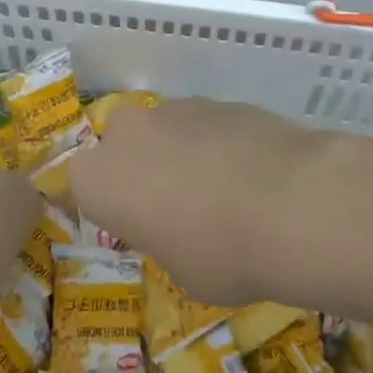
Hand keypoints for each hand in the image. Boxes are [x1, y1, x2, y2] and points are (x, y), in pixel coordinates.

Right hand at [70, 98, 323, 306]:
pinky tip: (252, 172)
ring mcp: (176, 109)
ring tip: (223, 189)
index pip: (80, 185)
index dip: (108, 204)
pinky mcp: (221, 99)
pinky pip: (206, 125)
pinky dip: (219, 143)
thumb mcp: (181, 272)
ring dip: (181, 152)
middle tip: (173, 203)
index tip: (132, 224)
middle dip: (140, 167)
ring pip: (165, 129)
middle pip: (120, 144)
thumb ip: (167, 241)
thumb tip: (183, 227)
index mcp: (99, 180)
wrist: (293, 204)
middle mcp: (127, 133)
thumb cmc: (220, 254)